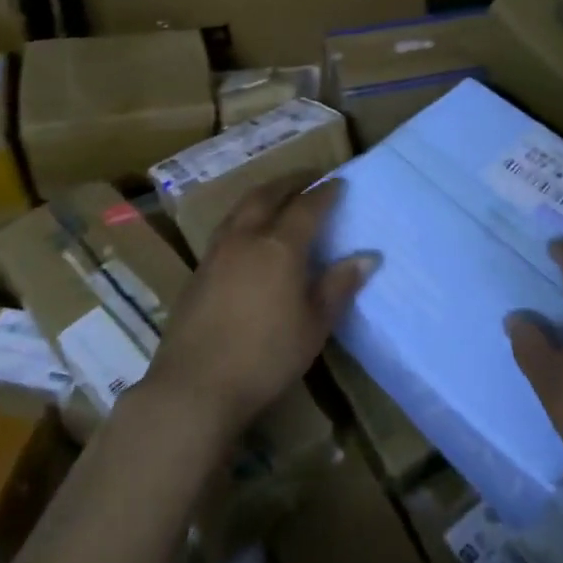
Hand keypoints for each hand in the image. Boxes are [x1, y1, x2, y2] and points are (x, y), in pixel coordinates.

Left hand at [144, 174, 376, 443]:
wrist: (195, 385)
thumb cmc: (266, 356)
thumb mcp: (314, 325)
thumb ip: (338, 286)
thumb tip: (367, 257)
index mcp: (280, 246)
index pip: (307, 206)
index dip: (324, 192)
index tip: (338, 182)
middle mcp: (246, 238)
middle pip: (267, 195)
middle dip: (290, 182)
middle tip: (308, 177)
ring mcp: (217, 252)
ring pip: (240, 208)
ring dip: (262, 194)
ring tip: (277, 195)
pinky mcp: (198, 271)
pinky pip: (226, 228)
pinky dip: (243, 217)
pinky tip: (247, 234)